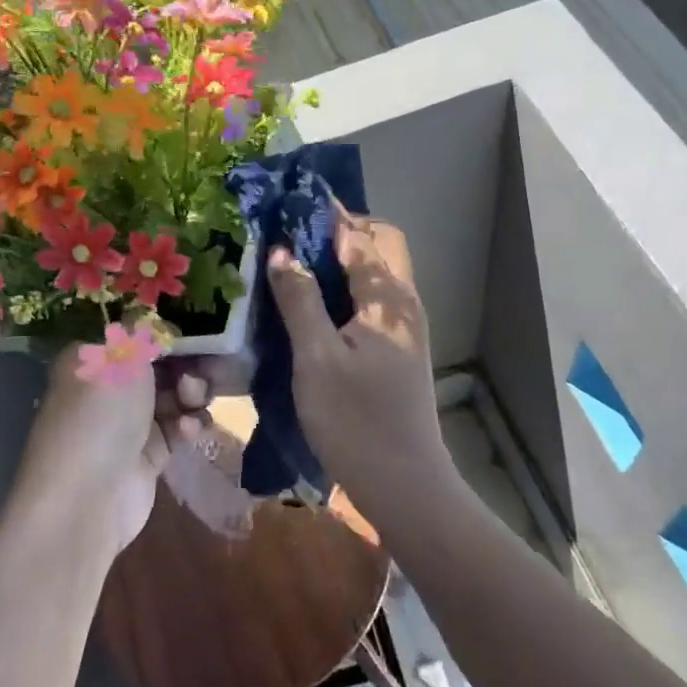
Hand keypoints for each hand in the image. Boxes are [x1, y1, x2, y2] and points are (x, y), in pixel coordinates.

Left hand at [12, 350, 210, 556]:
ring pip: (173, 397)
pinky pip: (177, 429)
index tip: (196, 332)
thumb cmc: (99, 414)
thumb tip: (155, 320)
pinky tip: (189, 430)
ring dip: (190, 395)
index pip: (133, 337)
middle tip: (198, 372)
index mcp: (91, 359)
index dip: (165, 334)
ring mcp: (128, 424)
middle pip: (159, 367)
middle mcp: (107, 389)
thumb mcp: (120, 358)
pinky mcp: (148, 455)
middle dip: (185, 366)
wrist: (86, 498)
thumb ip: (144, 334)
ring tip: (192, 401)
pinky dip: (188, 425)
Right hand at [266, 211, 449, 506]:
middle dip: (341, 232)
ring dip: (341, 261)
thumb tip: (281, 251)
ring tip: (294, 266)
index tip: (289, 201)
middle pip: (380, 246)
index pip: (360, 235)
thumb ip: (300, 301)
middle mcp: (404, 304)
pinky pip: (372, 302)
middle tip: (292, 238)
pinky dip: (346, 290)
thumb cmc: (356, 421)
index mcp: (388, 298)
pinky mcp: (398, 352)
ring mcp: (405, 329)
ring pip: (377, 274)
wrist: (404, 485)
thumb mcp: (317, 359)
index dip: (327, 214)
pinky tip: (313, 307)